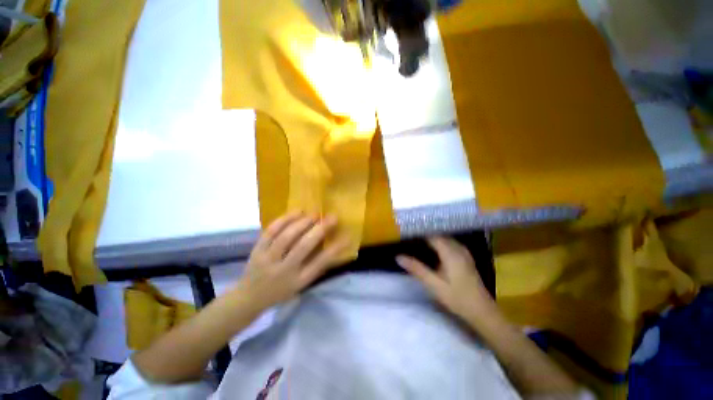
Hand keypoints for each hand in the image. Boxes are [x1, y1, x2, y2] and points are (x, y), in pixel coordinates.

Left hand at [237, 212, 349, 311]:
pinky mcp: (256, 250)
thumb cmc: (281, 291)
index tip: (347, 236)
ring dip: (303, 222)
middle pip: (304, 246)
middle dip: (321, 229)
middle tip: (332, 217)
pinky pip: (271, 231)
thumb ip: (316, 267)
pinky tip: (297, 212)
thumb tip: (334, 247)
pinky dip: (285, 219)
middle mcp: (284, 270)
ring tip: (315, 214)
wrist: (249, 298)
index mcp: (298, 281)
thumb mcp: (302, 285)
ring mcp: (268, 259)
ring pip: (287, 236)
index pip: (320, 263)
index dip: (335, 249)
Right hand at [396, 237, 497, 325]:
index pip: (432, 234)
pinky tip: (432, 247)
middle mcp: (458, 248)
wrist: (482, 311)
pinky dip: (439, 242)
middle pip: (439, 234)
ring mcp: (463, 252)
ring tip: (417, 238)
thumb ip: (416, 269)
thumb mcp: (433, 285)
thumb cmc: (457, 298)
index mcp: (450, 252)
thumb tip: (398, 256)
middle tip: (408, 234)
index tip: (405, 231)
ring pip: (445, 238)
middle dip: (424, 233)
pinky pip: (450, 243)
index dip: (419, 231)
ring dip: (432, 237)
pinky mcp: (465, 257)